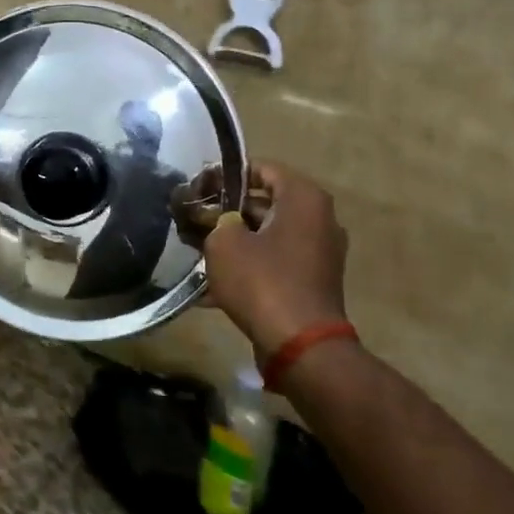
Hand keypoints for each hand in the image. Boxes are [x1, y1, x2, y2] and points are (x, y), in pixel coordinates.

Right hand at [202, 162, 349, 358]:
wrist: (300, 345)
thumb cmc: (262, 281)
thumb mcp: (224, 243)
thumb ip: (217, 221)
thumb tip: (221, 222)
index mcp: (303, 198)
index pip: (261, 168)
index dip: (226, 176)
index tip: (199, 189)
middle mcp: (319, 219)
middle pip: (265, 203)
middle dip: (228, 211)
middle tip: (194, 220)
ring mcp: (319, 252)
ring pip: (268, 235)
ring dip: (235, 241)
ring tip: (198, 251)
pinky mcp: (312, 281)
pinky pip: (275, 262)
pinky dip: (249, 267)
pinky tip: (213, 286)